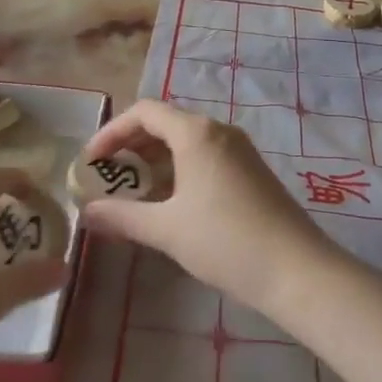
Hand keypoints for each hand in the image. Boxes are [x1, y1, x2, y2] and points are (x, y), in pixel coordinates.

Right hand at [80, 99, 332, 316]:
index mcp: (196, 133)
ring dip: (155, 159)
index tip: (90, 161)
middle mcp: (218, 131)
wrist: (297, 269)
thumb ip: (122, 217)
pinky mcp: (251, 170)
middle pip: (165, 122)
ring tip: (133, 191)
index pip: (144, 112)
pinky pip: (206, 156)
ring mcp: (239, 150)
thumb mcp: (166, 230)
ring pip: (186, 141)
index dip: (112, 131)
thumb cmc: (226, 241)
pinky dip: (179, 169)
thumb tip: (85, 213)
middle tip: (107, 175)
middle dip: (132, 145)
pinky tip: (170, 202)